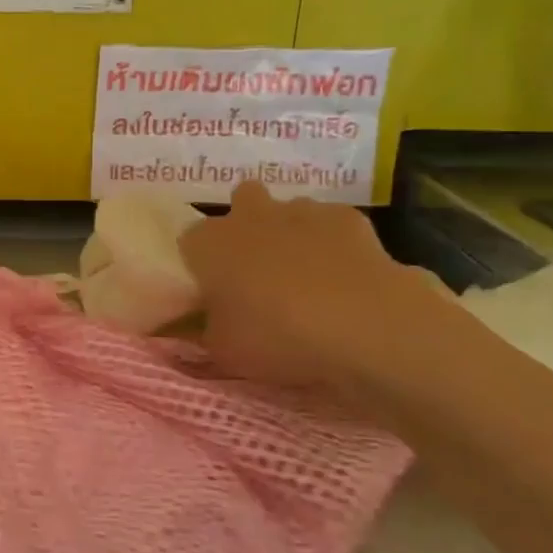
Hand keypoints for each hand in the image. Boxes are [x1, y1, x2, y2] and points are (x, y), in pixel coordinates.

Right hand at [179, 182, 459, 400]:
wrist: (362, 325)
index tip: (212, 291)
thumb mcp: (222, 350)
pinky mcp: (348, 217)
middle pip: (242, 202)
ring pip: (289, 211)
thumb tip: (203, 323)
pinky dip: (335, 245)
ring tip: (306, 278)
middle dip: (248, 225)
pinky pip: (332, 225)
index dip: (201, 264)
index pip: (190, 242)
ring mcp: (301, 210)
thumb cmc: (276, 336)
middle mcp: (249, 215)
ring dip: (291, 233)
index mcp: (209, 243)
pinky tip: (345, 278)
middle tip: (257, 269)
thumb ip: (205, 330)